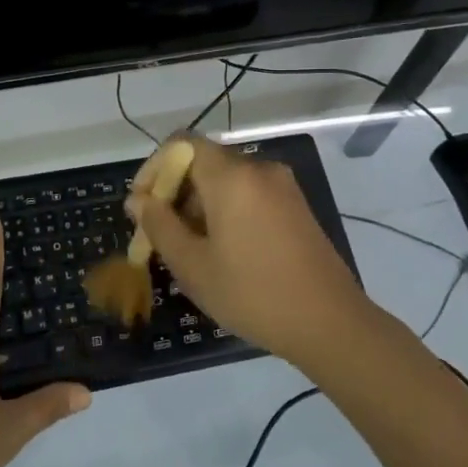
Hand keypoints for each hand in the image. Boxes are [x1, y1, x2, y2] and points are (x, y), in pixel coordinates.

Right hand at [127, 137, 375, 371]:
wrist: (329, 322)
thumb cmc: (252, 293)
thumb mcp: (193, 265)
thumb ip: (159, 225)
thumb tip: (137, 200)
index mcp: (232, 176)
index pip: (181, 144)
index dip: (154, 168)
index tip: (142, 205)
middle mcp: (259, 169)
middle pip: (204, 162)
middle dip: (175, 191)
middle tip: (159, 234)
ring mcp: (282, 186)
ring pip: (227, 180)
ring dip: (199, 204)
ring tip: (187, 248)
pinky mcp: (295, 206)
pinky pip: (249, 194)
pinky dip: (226, 210)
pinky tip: (221, 250)